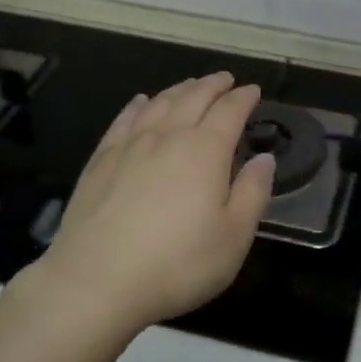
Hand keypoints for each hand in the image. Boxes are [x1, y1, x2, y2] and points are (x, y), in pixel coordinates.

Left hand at [33, 72, 275, 338]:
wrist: (95, 282)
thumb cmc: (176, 264)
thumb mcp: (233, 238)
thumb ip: (253, 193)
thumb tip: (265, 158)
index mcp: (205, 150)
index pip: (230, 111)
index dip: (244, 98)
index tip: (253, 91)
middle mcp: (168, 136)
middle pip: (194, 97)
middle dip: (213, 85)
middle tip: (225, 79)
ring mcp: (131, 145)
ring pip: (160, 103)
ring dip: (180, 89)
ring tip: (191, 85)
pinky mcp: (101, 159)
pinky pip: (124, 119)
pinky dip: (139, 105)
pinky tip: (141, 102)